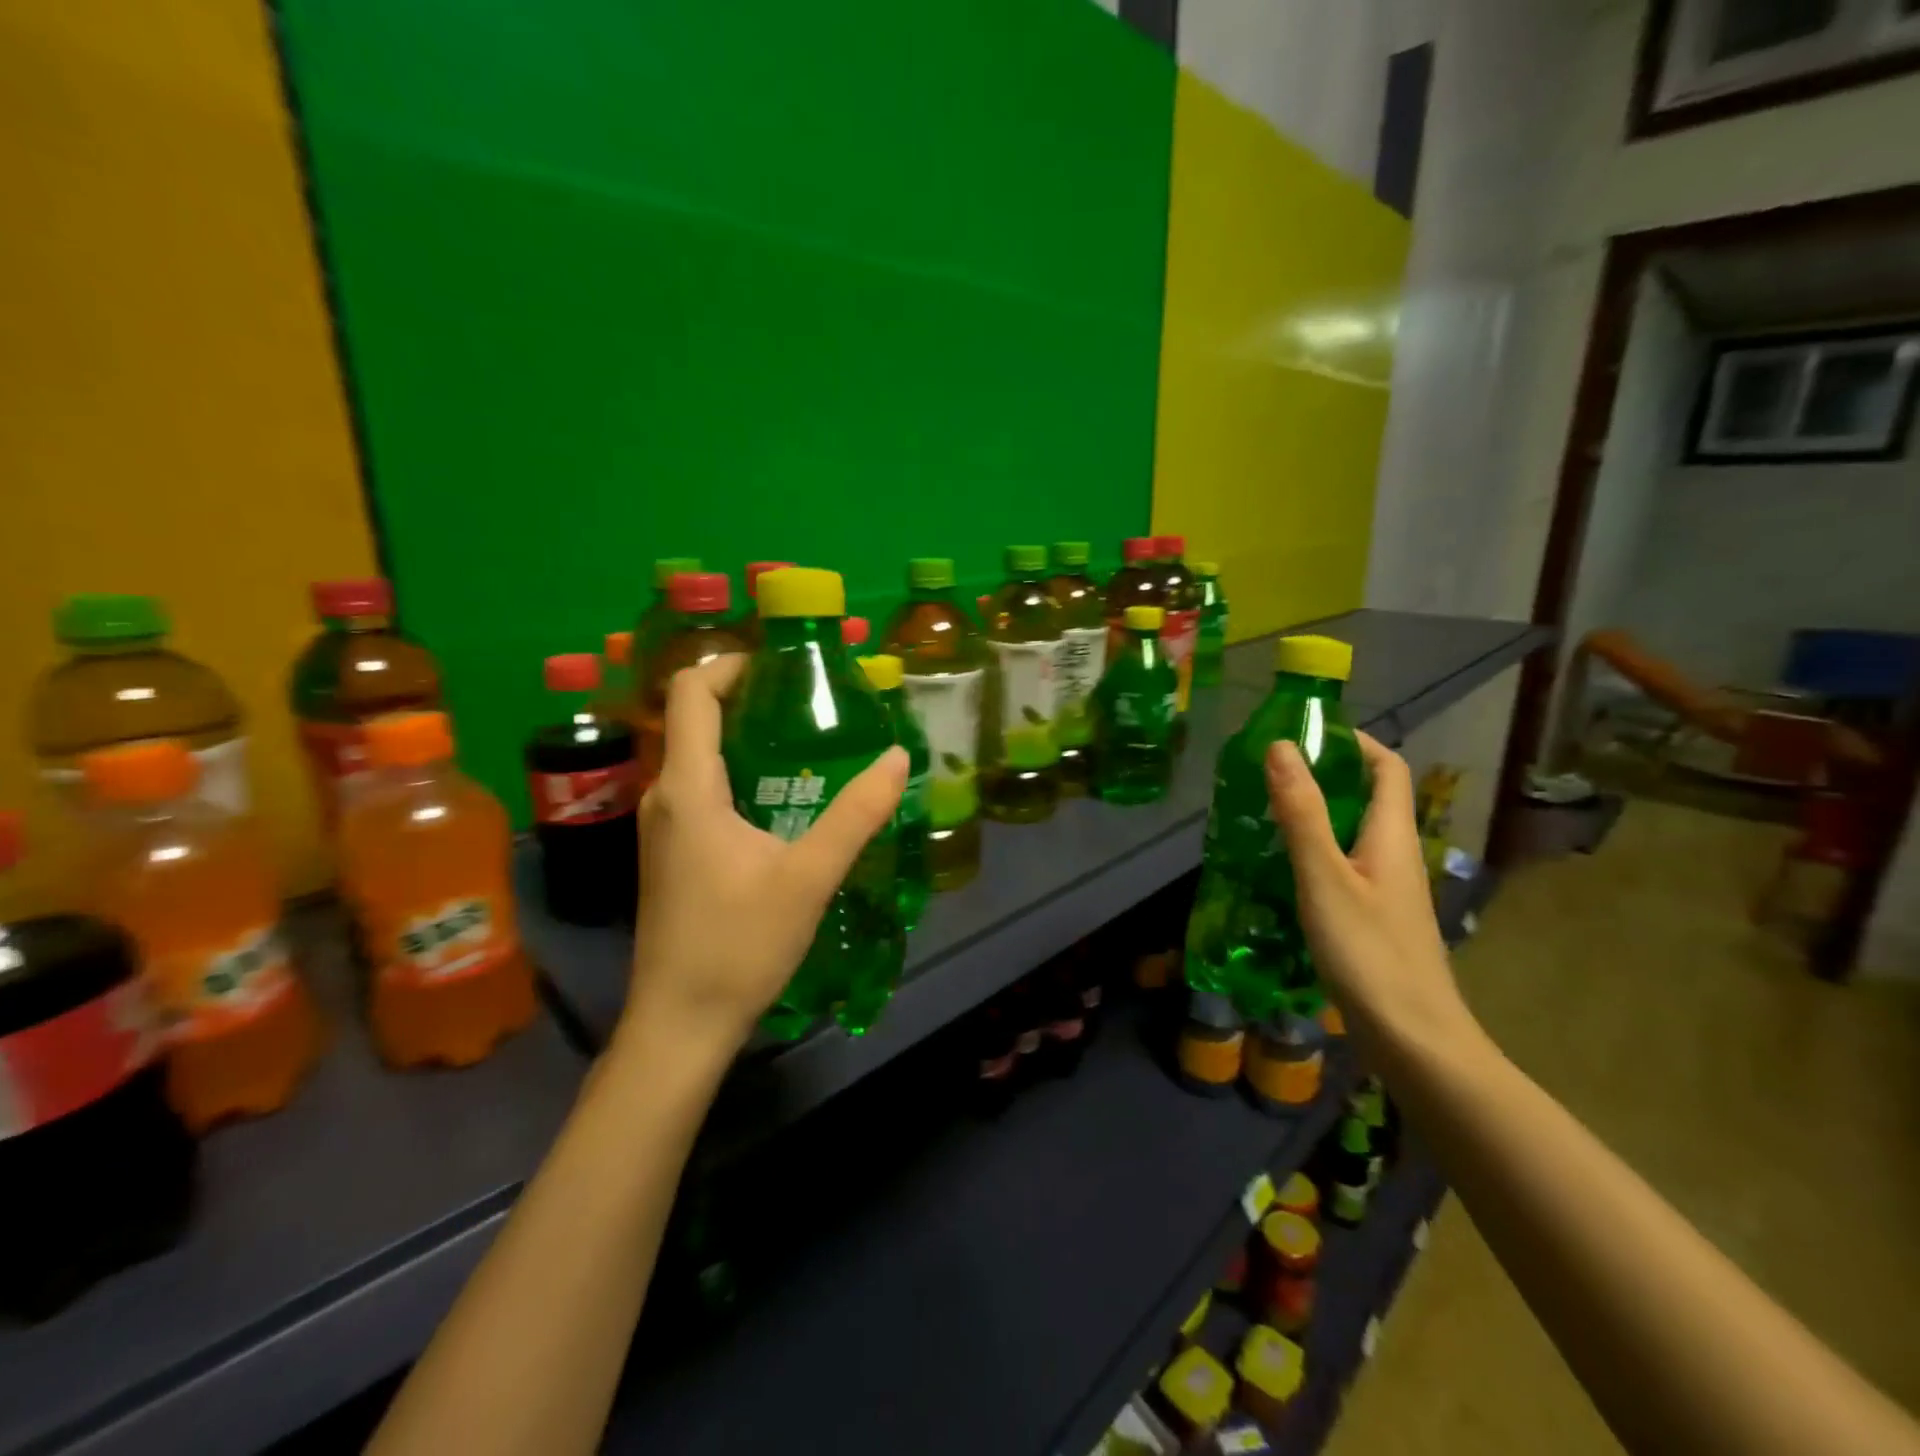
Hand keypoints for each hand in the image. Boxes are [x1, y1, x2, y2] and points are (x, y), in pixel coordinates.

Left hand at [616, 655, 907, 1056]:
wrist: (680, 1024)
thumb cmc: (738, 946)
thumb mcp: (809, 877)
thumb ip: (856, 815)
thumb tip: (896, 757)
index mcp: (688, 789)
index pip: (692, 693)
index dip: (730, 664)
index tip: (781, 665)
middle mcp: (664, 797)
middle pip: (695, 720)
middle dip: (748, 699)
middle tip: (811, 703)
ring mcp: (662, 829)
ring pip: (697, 758)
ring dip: (744, 739)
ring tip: (806, 745)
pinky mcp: (671, 854)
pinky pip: (700, 791)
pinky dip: (736, 774)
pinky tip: (782, 801)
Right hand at [1263, 732, 1478, 1052]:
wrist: (1413, 1039)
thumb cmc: (1368, 951)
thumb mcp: (1324, 876)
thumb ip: (1302, 813)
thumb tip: (1281, 746)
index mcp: (1392, 835)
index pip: (1387, 768)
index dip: (1355, 742)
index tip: (1307, 731)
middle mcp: (1395, 855)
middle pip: (1369, 798)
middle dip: (1325, 775)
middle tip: (1269, 771)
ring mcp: (1387, 890)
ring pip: (1353, 833)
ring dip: (1315, 814)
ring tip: (1264, 811)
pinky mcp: (1374, 918)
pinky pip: (1344, 865)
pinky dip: (1314, 851)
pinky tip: (1281, 868)